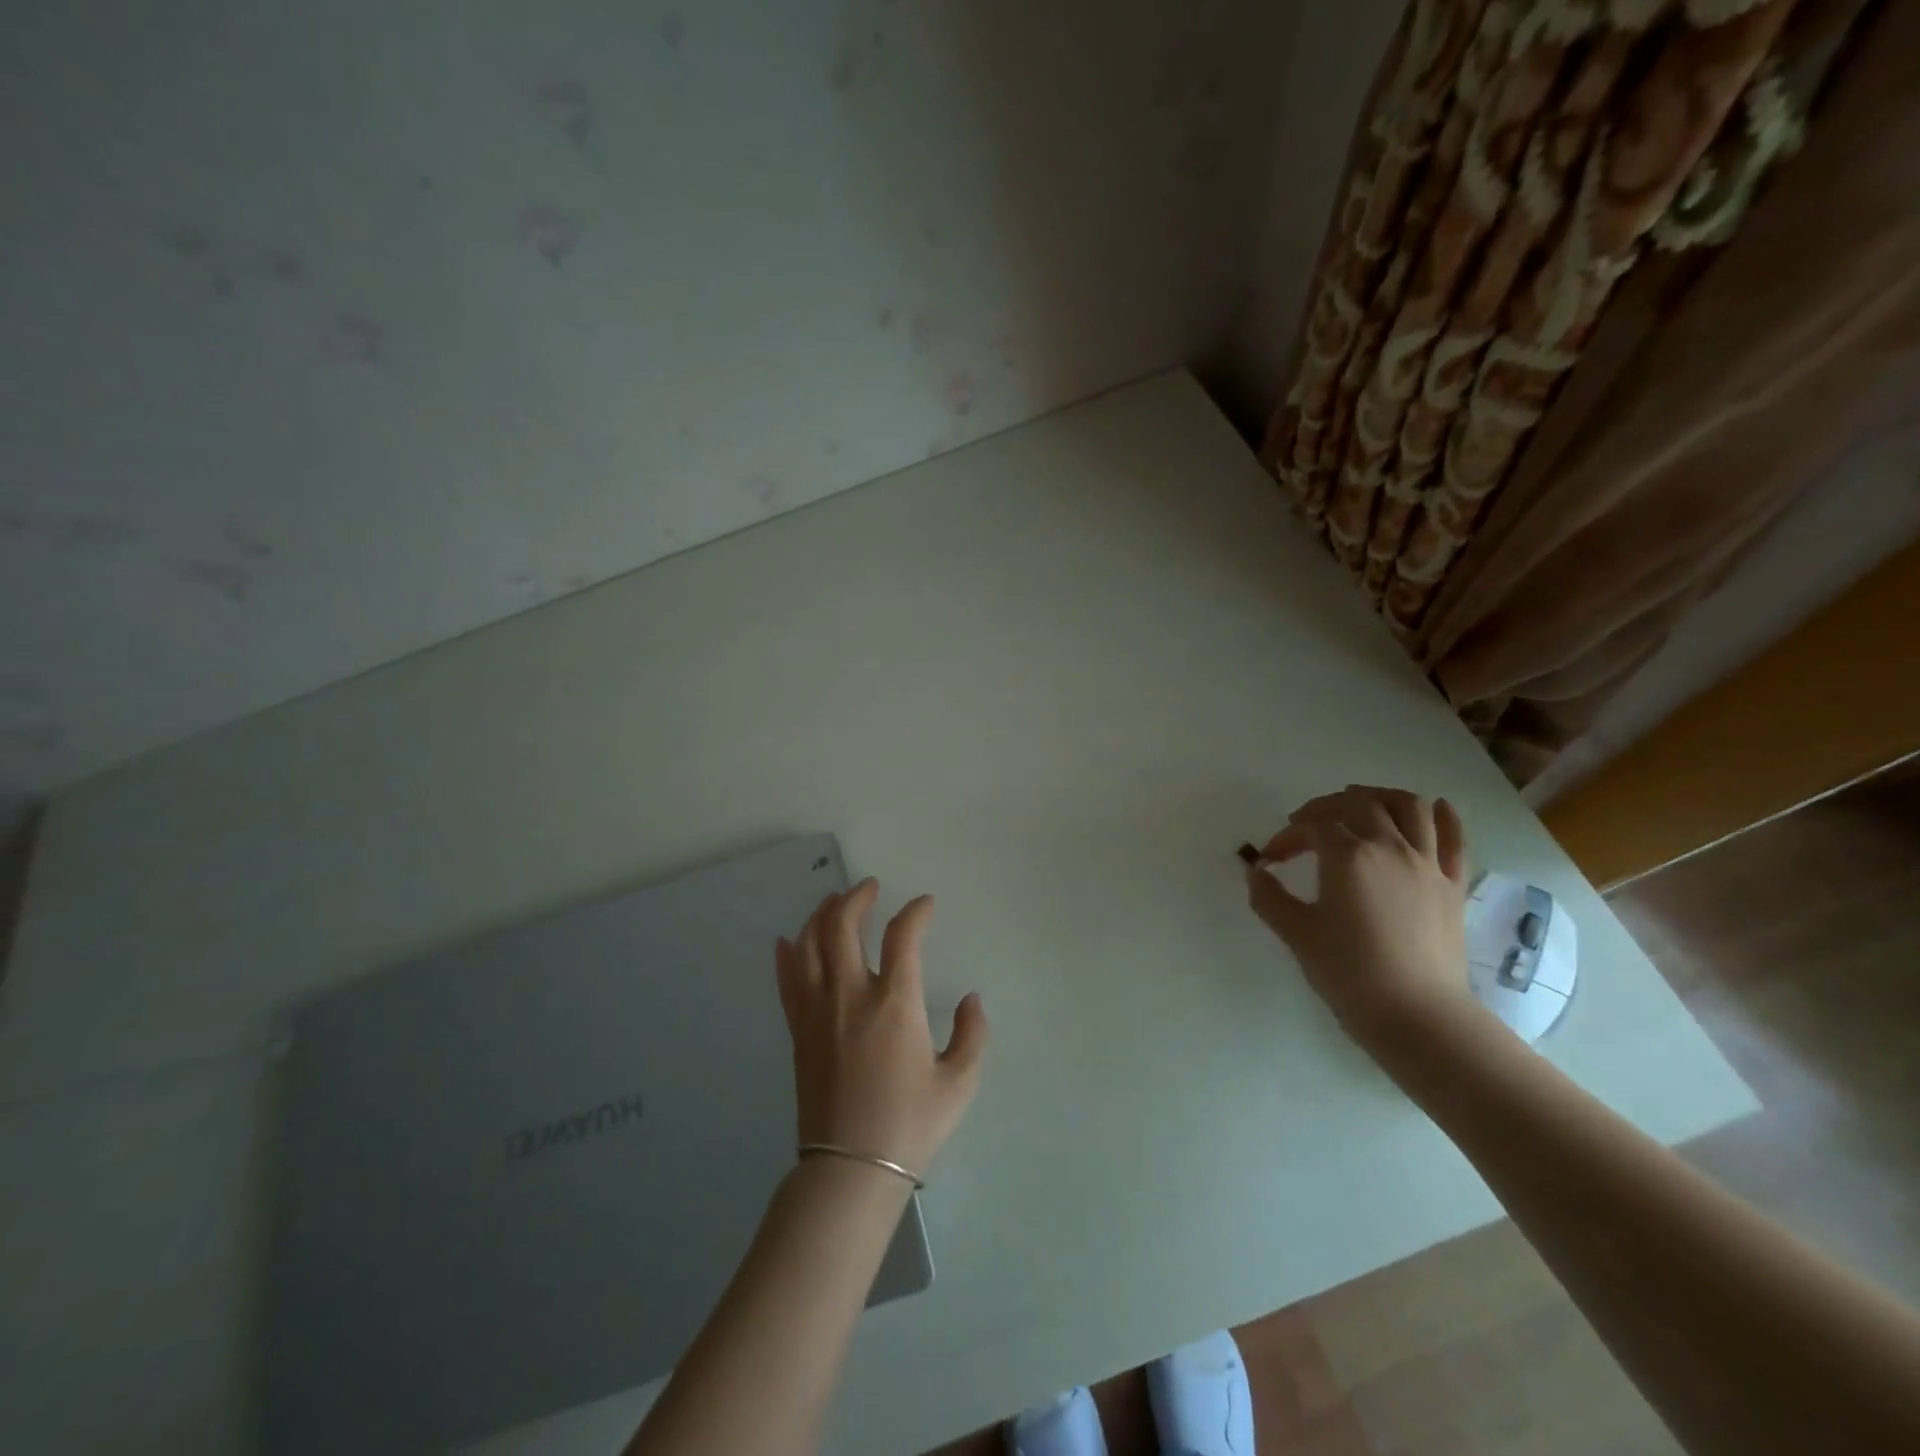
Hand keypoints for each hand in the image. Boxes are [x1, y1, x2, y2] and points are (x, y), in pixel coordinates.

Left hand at [775, 880, 988, 1177]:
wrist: (850, 1170)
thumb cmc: (910, 1124)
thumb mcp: (959, 1082)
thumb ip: (972, 1034)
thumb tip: (970, 999)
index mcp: (895, 1003)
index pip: (902, 936)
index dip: (916, 912)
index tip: (925, 905)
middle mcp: (851, 996)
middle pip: (842, 926)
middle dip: (856, 898)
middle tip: (869, 888)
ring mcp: (818, 1012)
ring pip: (809, 945)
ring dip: (820, 915)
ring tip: (832, 901)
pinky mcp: (798, 1032)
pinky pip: (787, 981)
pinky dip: (787, 955)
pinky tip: (787, 941)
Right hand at [1246, 786, 1478, 1052]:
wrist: (1417, 1015)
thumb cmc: (1349, 973)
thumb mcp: (1297, 934)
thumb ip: (1269, 897)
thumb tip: (1255, 871)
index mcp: (1348, 856)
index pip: (1312, 826)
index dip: (1287, 836)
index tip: (1271, 859)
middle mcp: (1389, 847)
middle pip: (1357, 804)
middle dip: (1326, 807)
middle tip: (1306, 825)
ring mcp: (1426, 863)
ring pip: (1408, 806)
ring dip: (1379, 796)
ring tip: (1360, 804)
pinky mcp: (1452, 883)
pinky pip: (1452, 837)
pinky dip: (1441, 815)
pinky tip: (1433, 807)